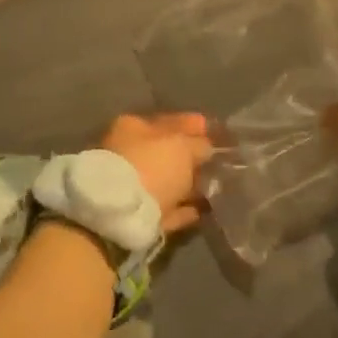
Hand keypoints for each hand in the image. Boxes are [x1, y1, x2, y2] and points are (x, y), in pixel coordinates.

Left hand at [101, 113, 213, 232]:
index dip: (191, 125)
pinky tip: (199, 211)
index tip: (211, 130)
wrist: (123, 214)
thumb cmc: (152, 166)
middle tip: (214, 161)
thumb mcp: (182, 146)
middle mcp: (127, 153)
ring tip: (211, 187)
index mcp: (133, 127)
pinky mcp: (136, 216)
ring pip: (165, 181)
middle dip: (189, 157)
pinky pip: (165, 208)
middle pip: (165, 152)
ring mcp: (130, 185)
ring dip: (186, 184)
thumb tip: (205, 146)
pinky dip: (181, 209)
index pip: (167, 122)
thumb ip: (197, 144)